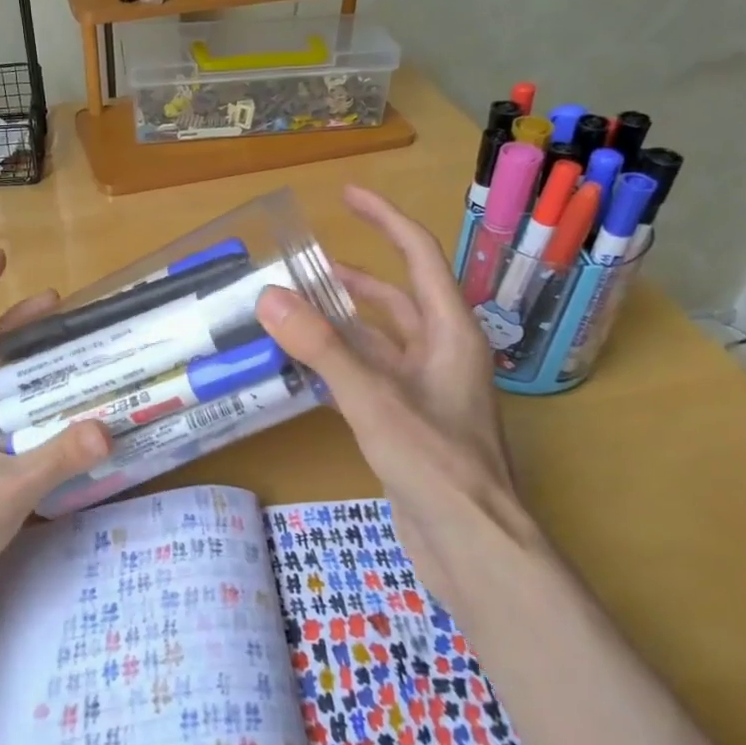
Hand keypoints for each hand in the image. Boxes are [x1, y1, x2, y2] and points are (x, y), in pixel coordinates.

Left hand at [0, 251, 108, 642]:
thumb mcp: (6, 491)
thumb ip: (57, 458)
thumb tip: (108, 425)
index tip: (0, 259)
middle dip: (14, 326)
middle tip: (59, 308)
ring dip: (26, 372)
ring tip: (69, 359)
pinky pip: (7, 431)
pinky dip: (33, 417)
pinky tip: (63, 427)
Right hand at [255, 185, 539, 594]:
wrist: (475, 549)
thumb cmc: (437, 464)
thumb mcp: (374, 399)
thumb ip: (321, 348)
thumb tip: (270, 296)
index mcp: (450, 333)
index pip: (419, 256)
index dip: (384, 219)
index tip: (347, 195)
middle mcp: (442, 354)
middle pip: (397, 299)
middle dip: (356, 278)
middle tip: (306, 265)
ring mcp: (427, 392)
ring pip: (380, 343)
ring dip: (342, 325)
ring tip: (294, 312)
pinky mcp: (410, 425)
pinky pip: (370, 380)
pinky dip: (338, 368)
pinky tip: (303, 372)